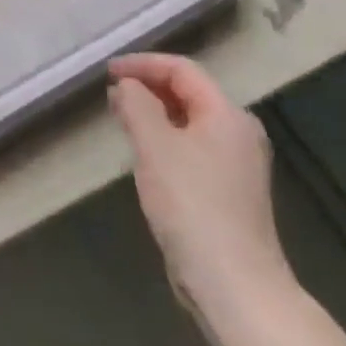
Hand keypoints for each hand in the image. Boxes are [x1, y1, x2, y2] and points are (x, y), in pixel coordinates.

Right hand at [108, 53, 295, 339]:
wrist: (234, 282)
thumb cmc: (192, 204)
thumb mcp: (155, 146)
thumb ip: (136, 105)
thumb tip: (127, 85)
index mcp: (227, 115)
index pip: (182, 70)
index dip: (142, 64)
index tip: (107, 72)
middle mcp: (238, 133)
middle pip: (189, 93)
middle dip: (148, 87)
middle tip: (110, 94)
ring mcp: (237, 164)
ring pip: (189, 121)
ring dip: (154, 113)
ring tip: (121, 118)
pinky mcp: (228, 190)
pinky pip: (192, 147)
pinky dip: (165, 139)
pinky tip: (144, 154)